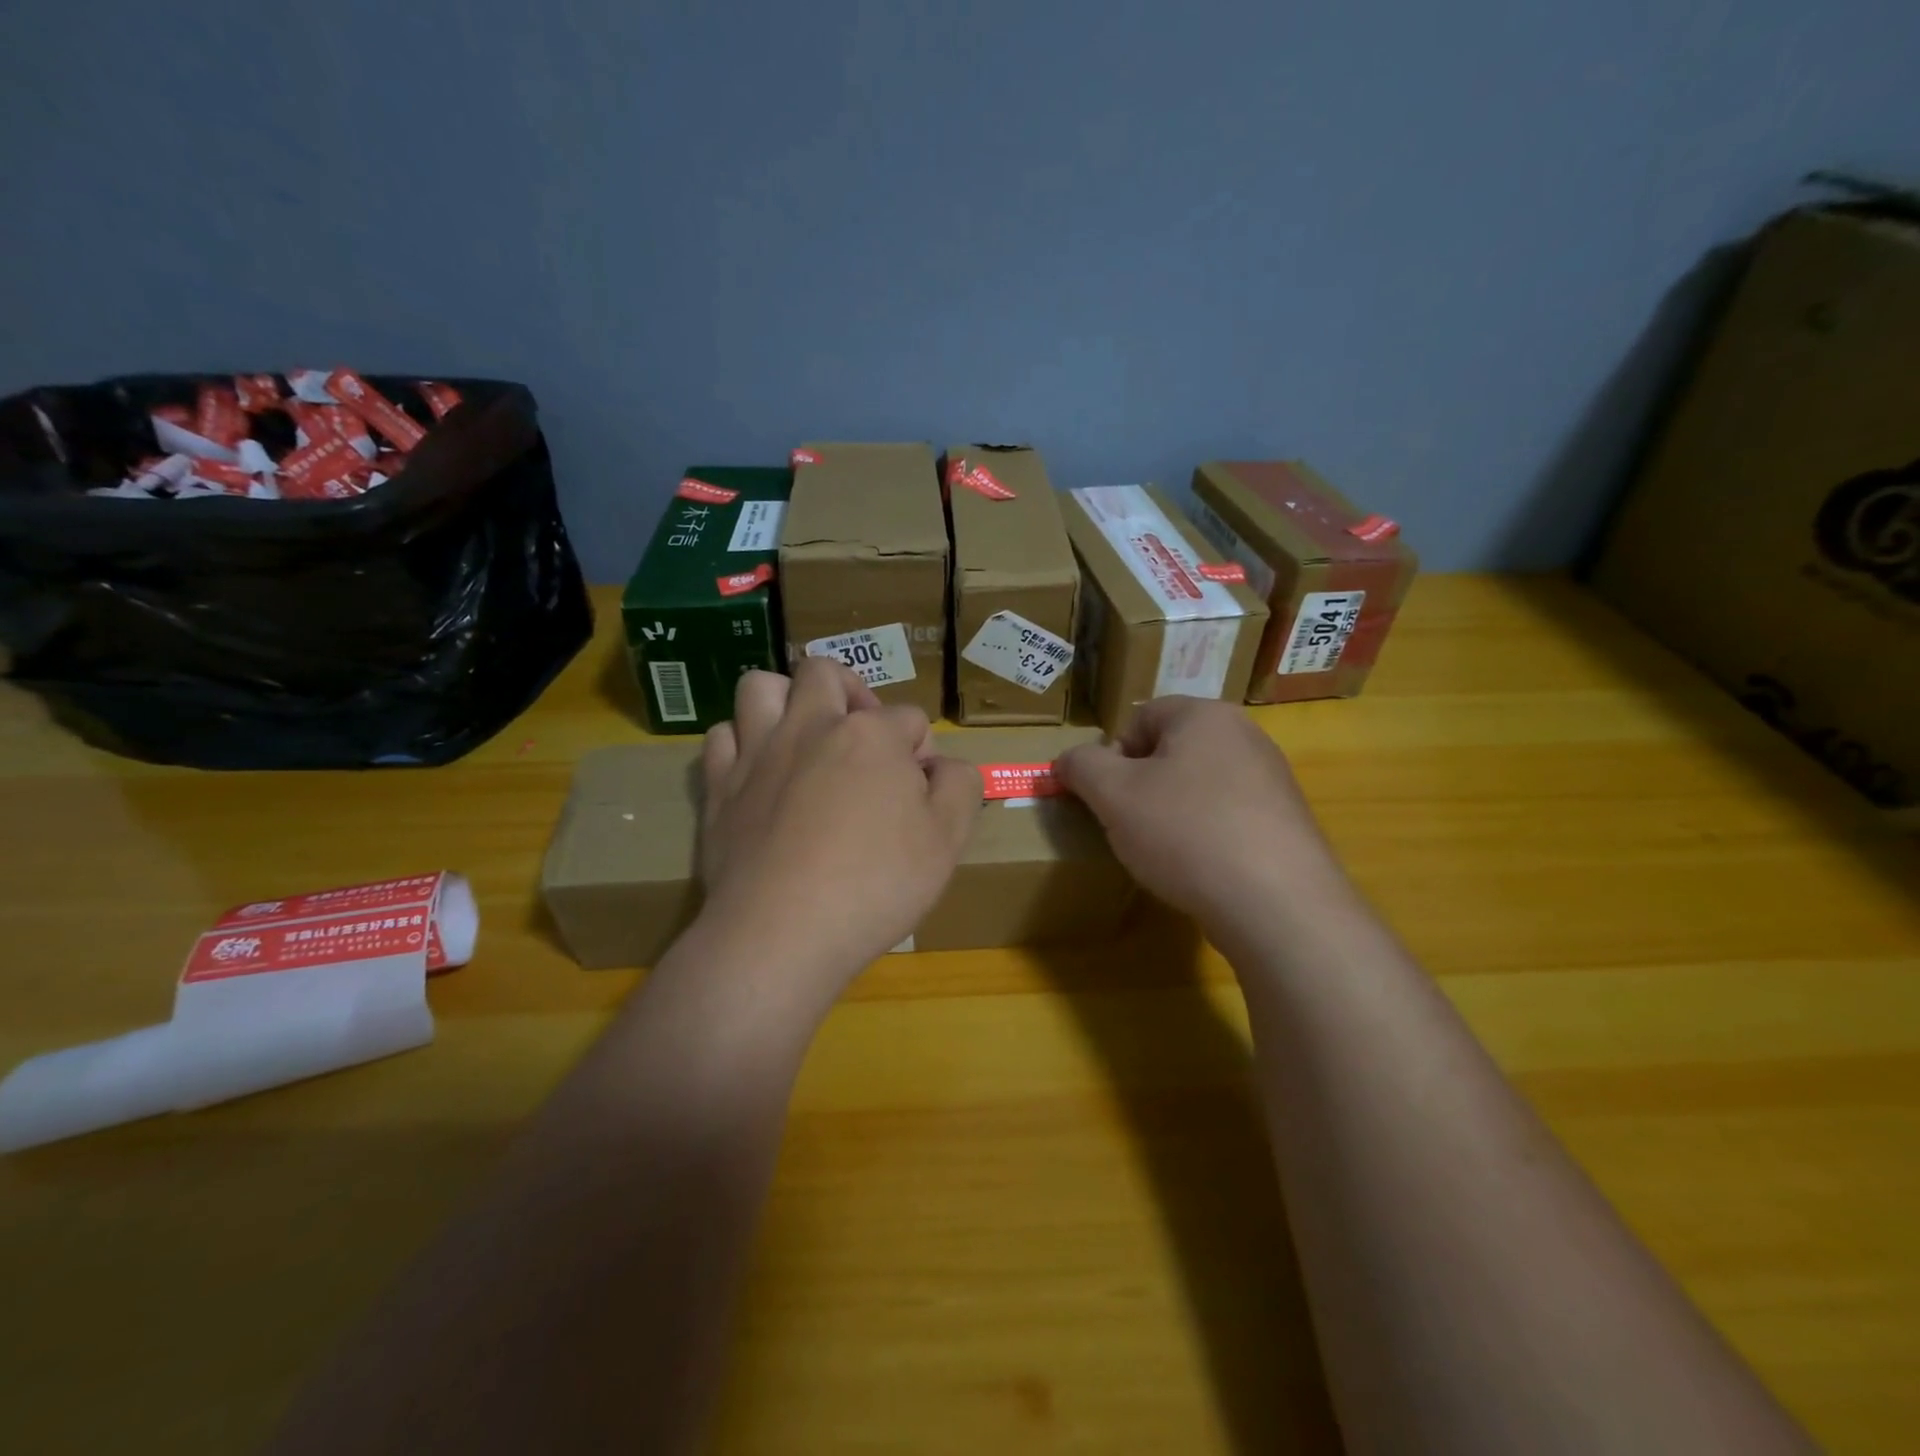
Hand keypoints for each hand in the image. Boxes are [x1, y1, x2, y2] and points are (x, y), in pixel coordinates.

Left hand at [696, 660, 982, 1008]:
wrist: (782, 933)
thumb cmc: (875, 885)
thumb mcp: (947, 840)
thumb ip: (960, 786)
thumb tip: (944, 765)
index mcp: (871, 734)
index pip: (909, 718)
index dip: (922, 751)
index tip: (922, 792)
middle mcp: (810, 726)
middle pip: (825, 673)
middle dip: (852, 691)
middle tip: (863, 735)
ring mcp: (758, 752)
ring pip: (762, 687)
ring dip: (786, 699)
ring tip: (804, 734)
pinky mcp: (719, 786)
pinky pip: (722, 736)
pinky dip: (742, 743)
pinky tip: (760, 771)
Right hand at [1054, 697, 1348, 936]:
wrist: (1277, 905)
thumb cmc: (1185, 832)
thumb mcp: (1113, 795)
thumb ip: (1081, 766)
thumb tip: (1068, 760)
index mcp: (1205, 716)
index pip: (1140, 717)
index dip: (1112, 756)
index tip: (1107, 798)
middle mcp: (1245, 737)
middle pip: (1170, 752)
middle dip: (1141, 786)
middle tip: (1129, 825)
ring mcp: (1272, 781)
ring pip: (1198, 787)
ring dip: (1171, 813)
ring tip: (1163, 853)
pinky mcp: (1285, 824)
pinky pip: (1228, 817)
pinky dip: (1205, 836)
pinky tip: (1200, 870)